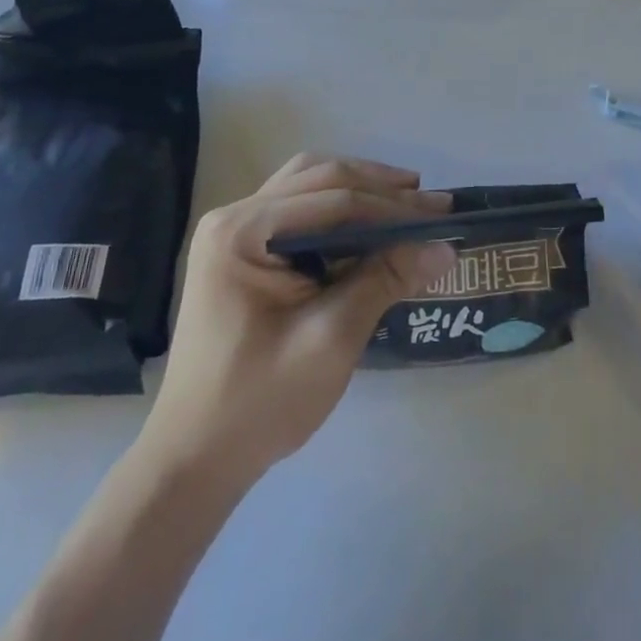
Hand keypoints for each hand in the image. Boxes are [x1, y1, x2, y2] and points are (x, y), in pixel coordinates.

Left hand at [135, 154, 454, 493]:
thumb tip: (446, 248)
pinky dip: (339, 208)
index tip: (443, 215)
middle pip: (319, 178)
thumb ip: (385, 281)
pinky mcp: (242, 252)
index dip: (393, 206)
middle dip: (380, 187)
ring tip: (407, 200)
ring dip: (360, 189)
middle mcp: (234, 217)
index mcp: (242, 232)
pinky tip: (368, 224)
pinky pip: (299, 210)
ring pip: (309, 186)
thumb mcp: (331, 339)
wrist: (194, 461)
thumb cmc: (258, 403)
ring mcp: (234, 233)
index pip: (333, 199)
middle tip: (432, 203)